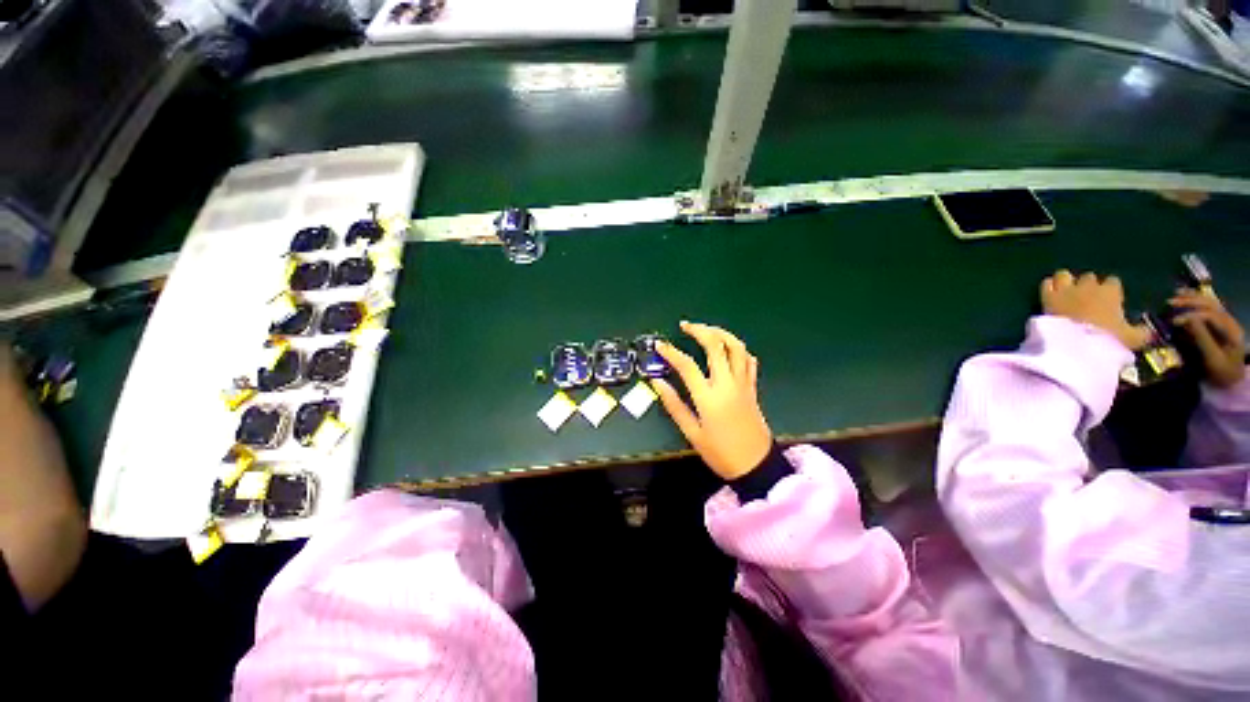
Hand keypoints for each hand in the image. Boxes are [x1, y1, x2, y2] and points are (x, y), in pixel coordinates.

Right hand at [652, 322, 771, 480]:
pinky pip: (748, 360)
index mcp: (709, 397)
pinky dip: (738, 349)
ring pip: (736, 347)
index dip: (671, 352)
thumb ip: (674, 405)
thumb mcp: (692, 433)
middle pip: (716, 345)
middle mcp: (727, 384)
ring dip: (721, 333)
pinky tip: (728, 349)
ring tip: (707, 330)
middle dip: (699, 330)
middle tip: (685, 326)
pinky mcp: (752, 387)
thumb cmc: (720, 452)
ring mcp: (743, 383)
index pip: (687, 365)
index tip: (660, 345)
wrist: (756, 465)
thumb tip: (657, 382)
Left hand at [1040, 270, 1151, 350]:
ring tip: (1066, 293)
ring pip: (1065, 275)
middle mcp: (1089, 286)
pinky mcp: (1048, 297)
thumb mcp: (1133, 338)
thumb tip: (1149, 332)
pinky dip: (1048, 287)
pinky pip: (1046, 283)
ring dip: (1066, 282)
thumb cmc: (1109, 339)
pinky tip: (1050, 294)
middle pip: (1088, 277)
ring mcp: (1067, 289)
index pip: (1113, 282)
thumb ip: (1142, 332)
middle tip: (1085, 300)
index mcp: (1111, 292)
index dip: (1110, 291)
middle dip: (1087, 286)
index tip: (1109, 301)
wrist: (1077, 344)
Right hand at [1170, 290, 1246, 387]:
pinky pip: (1208, 307)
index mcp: (1231, 330)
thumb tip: (1185, 320)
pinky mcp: (1220, 323)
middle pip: (1211, 304)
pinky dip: (1196, 300)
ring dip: (1192, 297)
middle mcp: (1229, 321)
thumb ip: (1202, 338)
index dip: (1191, 315)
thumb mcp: (1212, 358)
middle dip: (1190, 301)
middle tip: (1170, 301)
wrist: (1231, 380)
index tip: (1173, 321)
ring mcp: (1226, 321)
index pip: (1210, 315)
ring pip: (1209, 302)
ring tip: (1175, 295)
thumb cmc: (1220, 372)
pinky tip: (1186, 297)